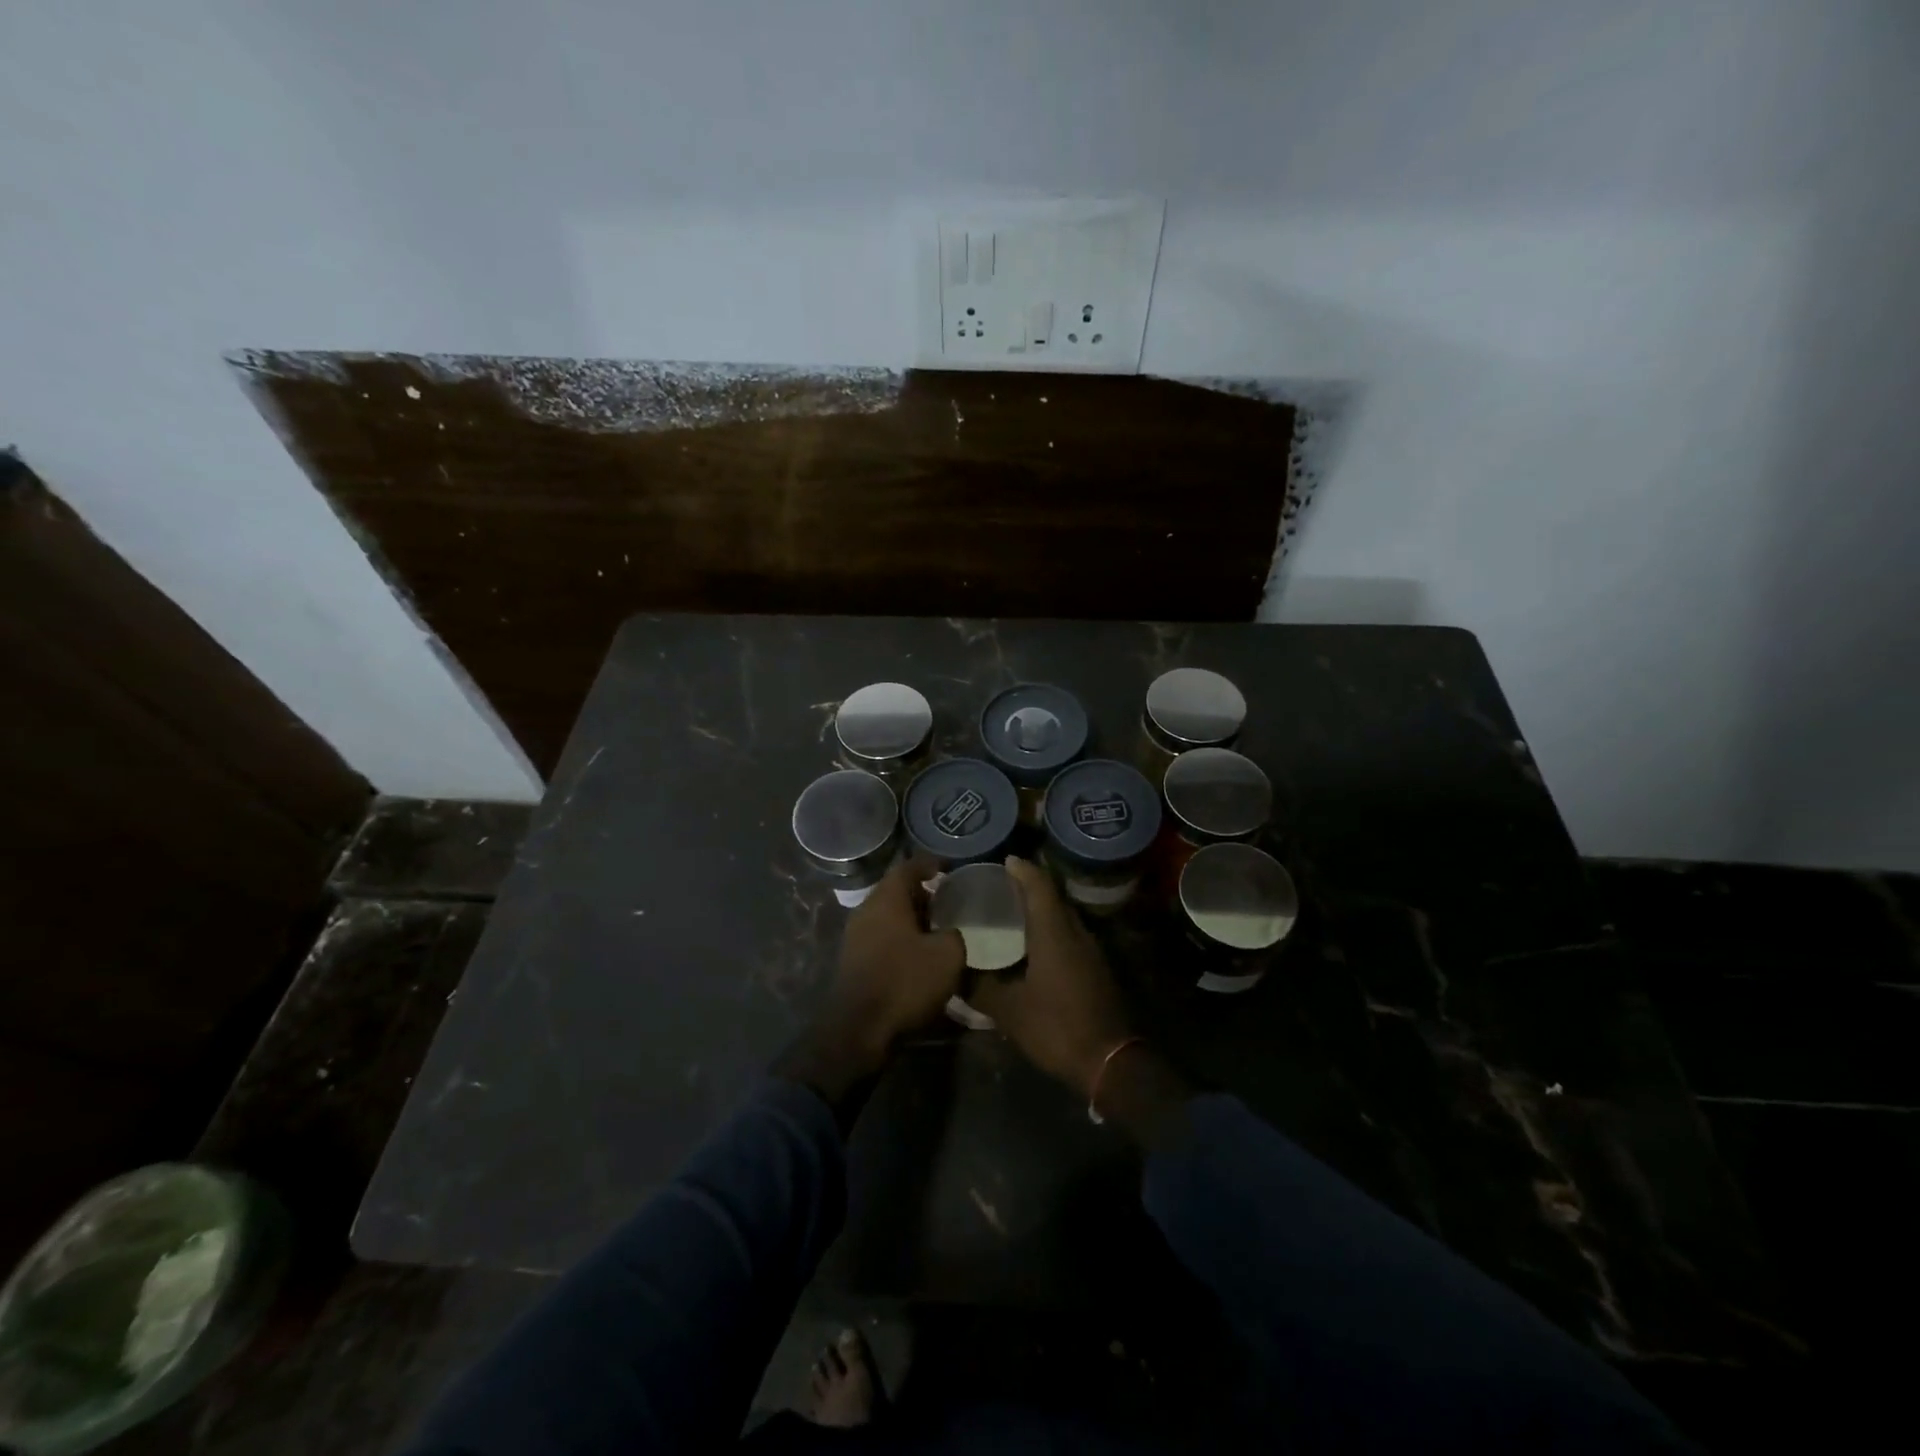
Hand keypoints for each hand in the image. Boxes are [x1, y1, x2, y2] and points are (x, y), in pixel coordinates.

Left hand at [818, 856, 965, 1070]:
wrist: (859, 1030)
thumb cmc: (905, 981)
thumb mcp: (948, 955)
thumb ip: (956, 934)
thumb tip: (954, 932)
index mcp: (886, 899)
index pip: (908, 867)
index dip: (931, 864)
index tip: (950, 868)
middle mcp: (866, 911)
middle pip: (897, 892)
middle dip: (924, 895)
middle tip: (950, 902)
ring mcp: (856, 937)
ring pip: (889, 916)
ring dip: (913, 920)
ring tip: (940, 930)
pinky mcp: (854, 962)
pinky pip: (882, 938)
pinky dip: (902, 939)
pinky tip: (921, 956)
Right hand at [969, 857, 1132, 1099]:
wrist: (1109, 1061)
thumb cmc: (1056, 1027)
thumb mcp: (1009, 1011)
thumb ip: (979, 988)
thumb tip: (952, 972)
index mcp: (1054, 933)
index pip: (1039, 886)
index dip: (1022, 870)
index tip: (1004, 860)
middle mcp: (1075, 933)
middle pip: (1052, 898)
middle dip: (1029, 886)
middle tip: (1001, 886)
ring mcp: (1090, 951)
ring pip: (1063, 917)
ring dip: (1041, 909)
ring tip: (1013, 912)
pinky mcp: (1096, 968)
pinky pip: (1070, 935)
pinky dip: (1051, 929)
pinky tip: (1033, 946)